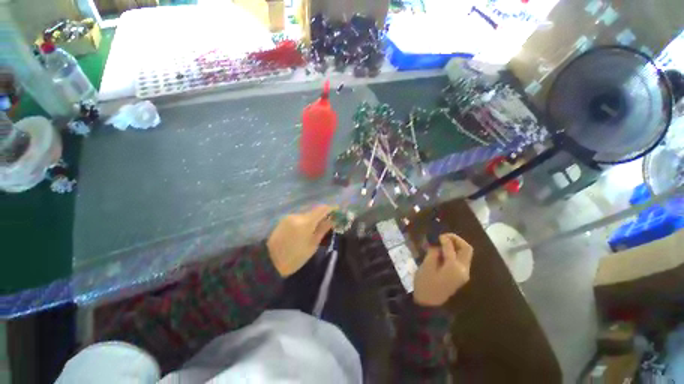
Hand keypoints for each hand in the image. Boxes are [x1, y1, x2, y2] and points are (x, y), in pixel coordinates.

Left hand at [267, 205, 333, 276]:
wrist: (269, 262)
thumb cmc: (295, 257)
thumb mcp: (312, 245)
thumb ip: (323, 229)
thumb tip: (333, 220)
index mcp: (306, 222)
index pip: (322, 209)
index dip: (331, 209)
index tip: (337, 213)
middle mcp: (297, 215)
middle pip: (314, 211)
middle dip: (322, 216)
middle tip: (327, 225)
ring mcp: (289, 217)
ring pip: (306, 215)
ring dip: (312, 220)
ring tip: (314, 231)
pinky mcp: (284, 220)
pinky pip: (298, 218)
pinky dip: (304, 222)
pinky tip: (303, 232)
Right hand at [413, 233, 472, 306]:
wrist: (428, 303)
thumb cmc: (425, 284)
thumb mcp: (426, 266)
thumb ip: (433, 252)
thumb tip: (437, 245)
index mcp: (454, 267)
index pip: (451, 247)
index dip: (444, 238)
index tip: (437, 234)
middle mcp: (463, 269)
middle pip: (466, 249)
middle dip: (456, 240)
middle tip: (443, 236)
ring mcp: (463, 274)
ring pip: (465, 254)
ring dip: (456, 245)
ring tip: (442, 243)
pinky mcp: (460, 276)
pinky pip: (461, 260)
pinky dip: (455, 252)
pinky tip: (444, 252)